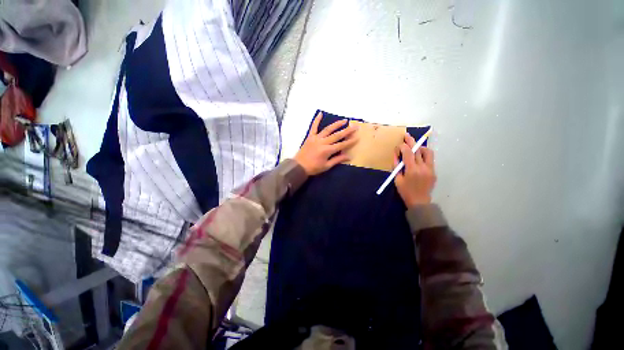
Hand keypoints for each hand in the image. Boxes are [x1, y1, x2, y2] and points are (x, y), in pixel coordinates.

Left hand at [294, 112, 357, 175]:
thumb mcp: (326, 166)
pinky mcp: (310, 137)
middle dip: (347, 131)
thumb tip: (348, 157)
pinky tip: (320, 113)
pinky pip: (313, 127)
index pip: (341, 145)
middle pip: (337, 135)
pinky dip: (316, 120)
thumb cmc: (313, 168)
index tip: (357, 137)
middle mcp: (322, 142)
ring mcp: (316, 138)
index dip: (350, 142)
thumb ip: (337, 160)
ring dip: (336, 124)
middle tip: (355, 126)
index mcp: (327, 150)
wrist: (299, 166)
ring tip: (344, 120)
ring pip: (328, 129)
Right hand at [394, 134, 436, 206]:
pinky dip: (424, 155)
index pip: (408, 153)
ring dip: (420, 147)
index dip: (403, 146)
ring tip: (414, 147)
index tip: (399, 144)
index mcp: (412, 170)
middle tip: (407, 135)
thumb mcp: (397, 179)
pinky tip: (419, 156)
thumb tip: (396, 155)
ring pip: (427, 152)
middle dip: (411, 141)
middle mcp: (423, 167)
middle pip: (417, 150)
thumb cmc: (405, 192)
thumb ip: (396, 166)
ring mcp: (430, 169)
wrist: (420, 202)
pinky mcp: (434, 171)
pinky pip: (430, 159)